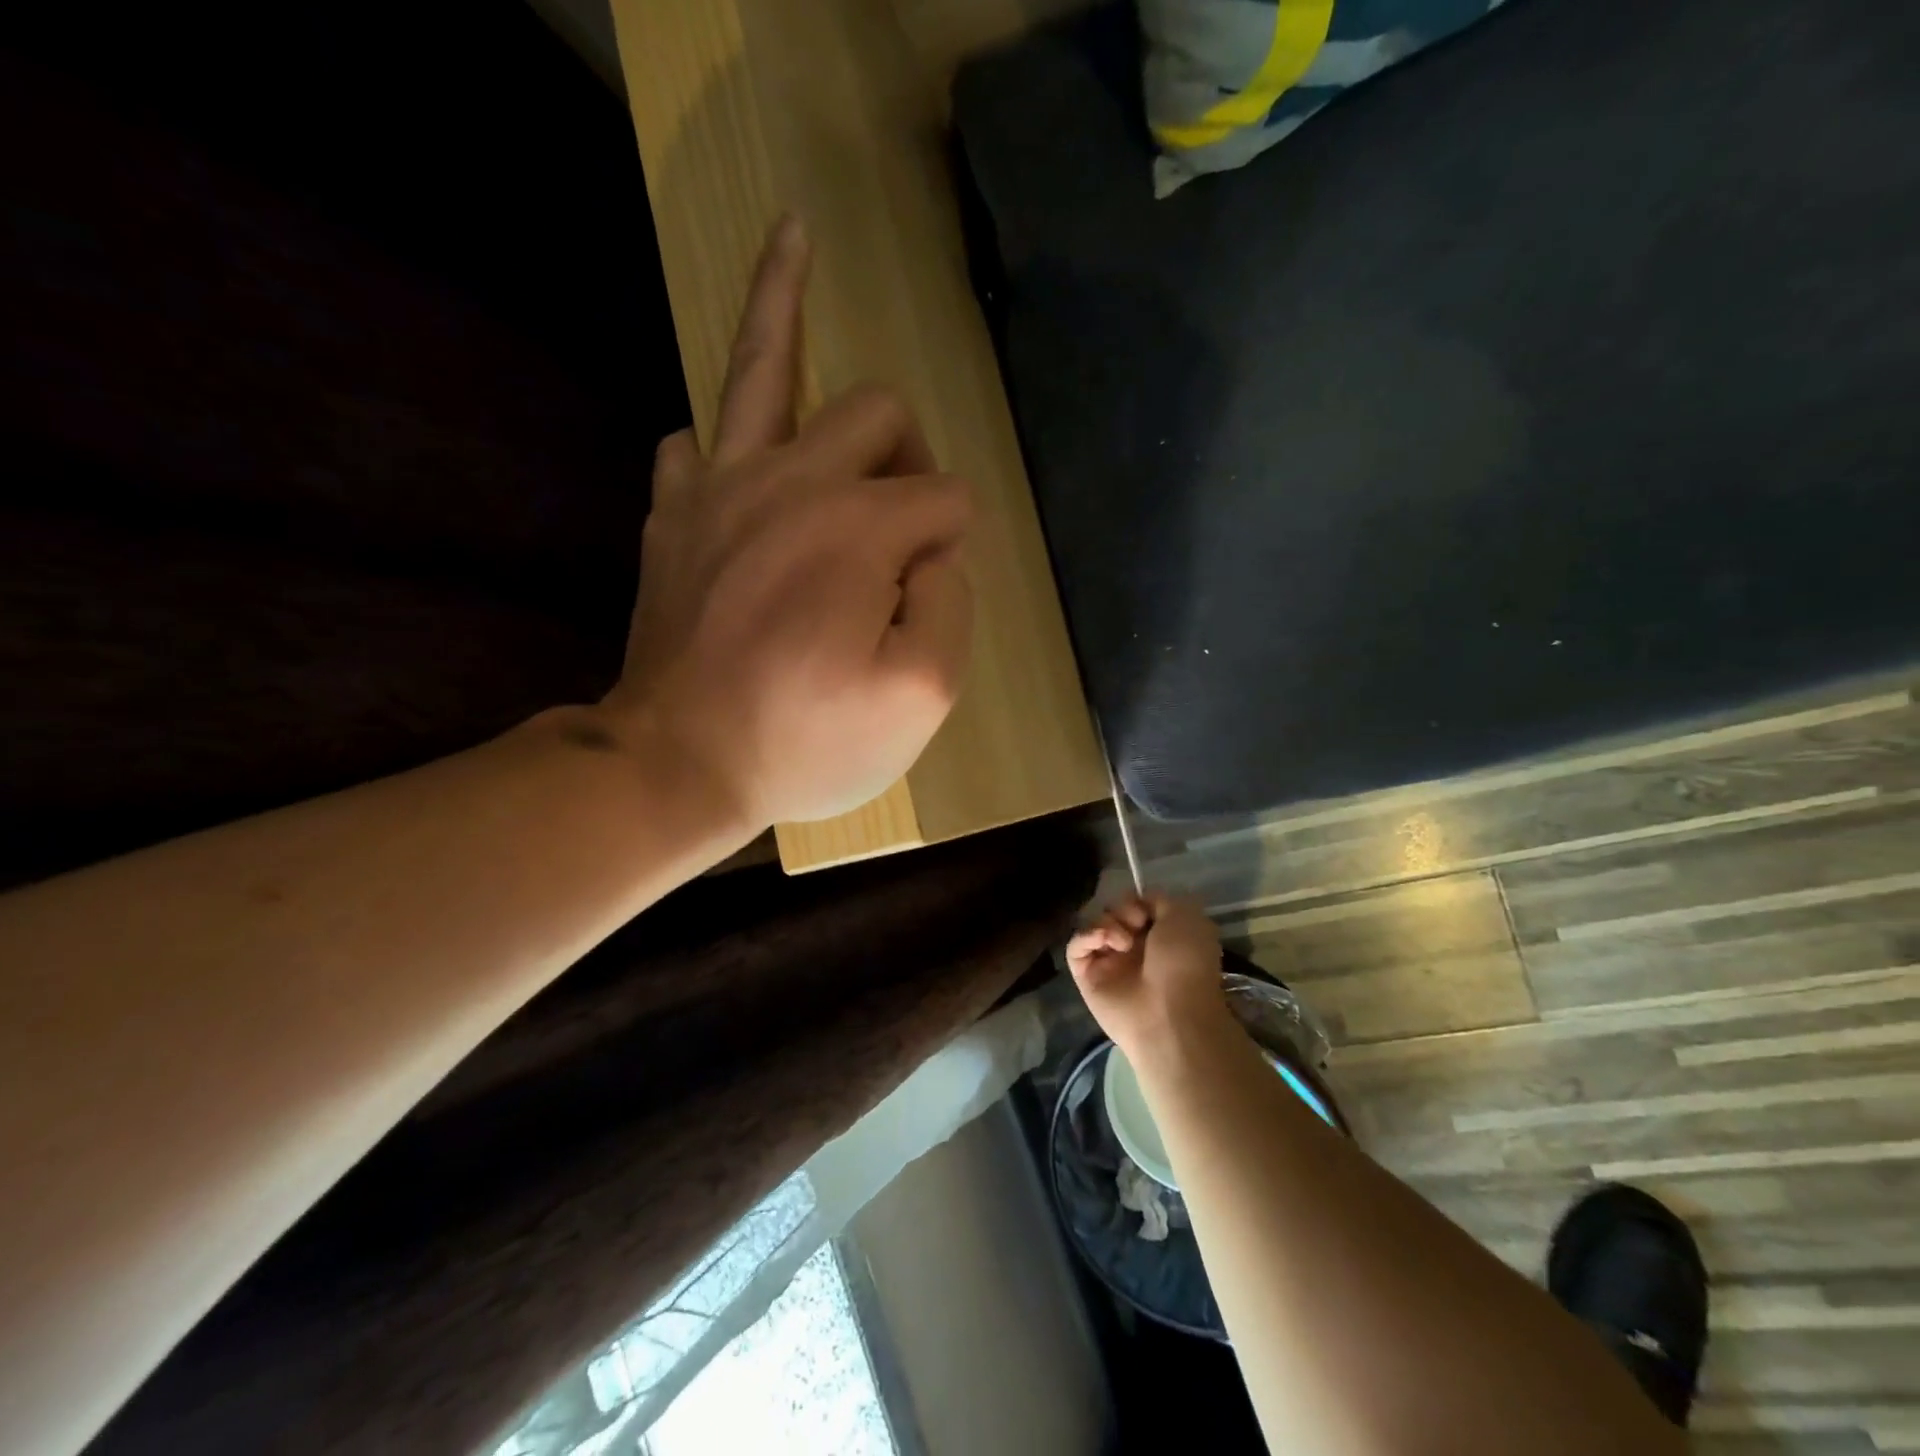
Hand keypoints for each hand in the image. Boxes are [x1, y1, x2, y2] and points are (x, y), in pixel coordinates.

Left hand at [598, 215, 974, 827]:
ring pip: (760, 367)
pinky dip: (726, 443)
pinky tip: (738, 456)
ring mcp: (719, 489)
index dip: (951, 550)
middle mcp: (791, 480)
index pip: (945, 499)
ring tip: (794, 234)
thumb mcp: (921, 697)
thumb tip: (936, 554)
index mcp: (859, 525)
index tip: (921, 605)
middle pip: (878, 412)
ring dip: (784, 300)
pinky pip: (694, 442)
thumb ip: (952, 605)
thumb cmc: (806, 740)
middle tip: (903, 518)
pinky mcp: (673, 517)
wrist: (675, 765)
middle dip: (910, 457)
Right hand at [1066, 893, 1233, 1066]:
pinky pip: (1076, 946)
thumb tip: (1139, 902)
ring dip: (1107, 924)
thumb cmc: (1184, 963)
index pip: (1136, 906)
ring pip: (1094, 925)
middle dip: (1122, 910)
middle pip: (1112, 912)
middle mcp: (1134, 949)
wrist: (1169, 1012)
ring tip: (1122, 942)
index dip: (1138, 901)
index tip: (1146, 911)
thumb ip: (1159, 899)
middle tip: (1135, 925)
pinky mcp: (1086, 976)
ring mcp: (1109, 962)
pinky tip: (1104, 942)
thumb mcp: (1185, 916)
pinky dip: (1086, 937)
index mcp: (1160, 937)